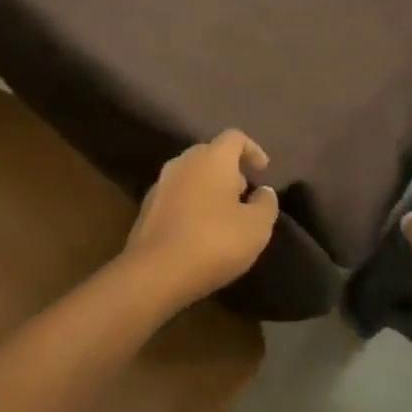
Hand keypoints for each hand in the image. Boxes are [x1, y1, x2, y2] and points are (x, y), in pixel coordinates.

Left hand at [125, 130, 278, 307]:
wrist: (154, 274)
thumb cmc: (214, 242)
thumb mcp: (256, 227)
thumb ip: (266, 203)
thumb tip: (263, 191)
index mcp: (212, 158)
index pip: (235, 137)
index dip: (253, 150)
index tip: (263, 171)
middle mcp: (183, 162)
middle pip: (210, 154)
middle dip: (229, 169)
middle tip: (244, 192)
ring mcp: (160, 185)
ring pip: (190, 175)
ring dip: (208, 187)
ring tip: (223, 214)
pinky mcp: (145, 210)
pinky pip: (176, 196)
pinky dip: (190, 204)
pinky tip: (198, 230)